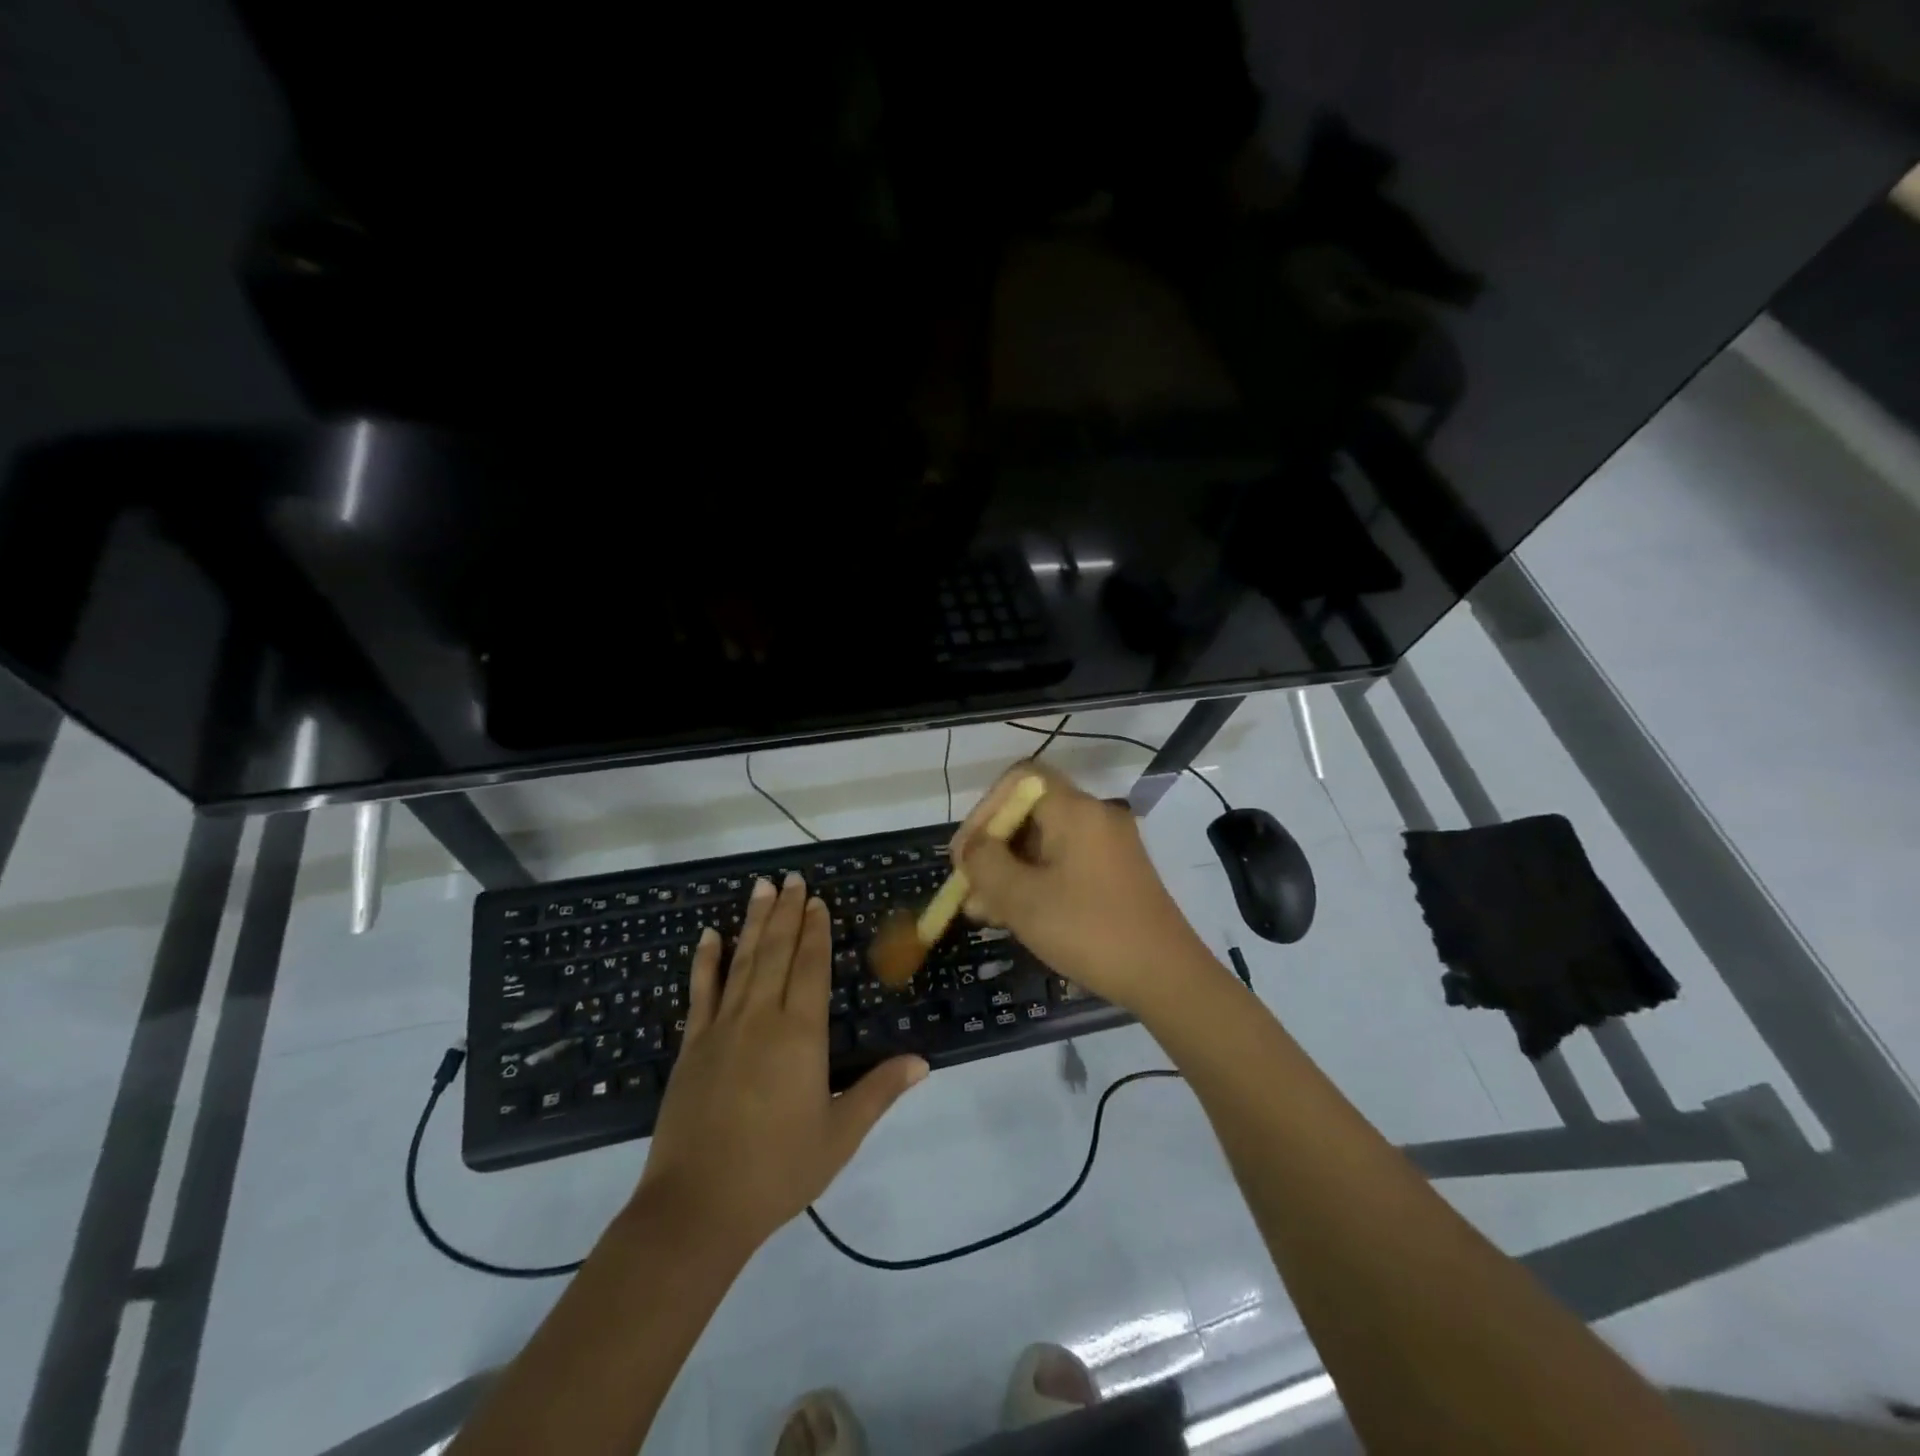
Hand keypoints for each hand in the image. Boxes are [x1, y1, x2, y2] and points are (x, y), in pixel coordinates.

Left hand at [635, 874, 927, 1252]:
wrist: (696, 1208)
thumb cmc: (777, 1172)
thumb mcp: (839, 1136)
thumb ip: (879, 1092)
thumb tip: (922, 1061)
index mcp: (801, 1035)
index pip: (811, 968)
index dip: (816, 932)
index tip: (818, 901)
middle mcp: (762, 1019)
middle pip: (777, 953)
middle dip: (788, 913)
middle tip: (792, 878)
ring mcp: (722, 1028)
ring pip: (742, 961)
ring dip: (754, 922)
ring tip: (762, 887)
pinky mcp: (691, 1046)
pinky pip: (700, 992)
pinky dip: (706, 961)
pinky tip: (710, 935)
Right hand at [954, 761, 1215, 1014]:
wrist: (1166, 977)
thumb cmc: (1088, 930)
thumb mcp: (1022, 899)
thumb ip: (985, 865)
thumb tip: (972, 848)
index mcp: (1075, 810)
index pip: (1018, 779)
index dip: (984, 810)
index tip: (967, 854)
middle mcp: (1095, 817)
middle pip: (1029, 812)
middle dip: (992, 849)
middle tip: (969, 891)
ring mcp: (1109, 846)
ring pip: (1044, 843)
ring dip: (1009, 871)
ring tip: (984, 912)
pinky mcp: (1115, 874)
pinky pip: (1064, 864)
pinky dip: (1035, 882)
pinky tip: (1015, 918)